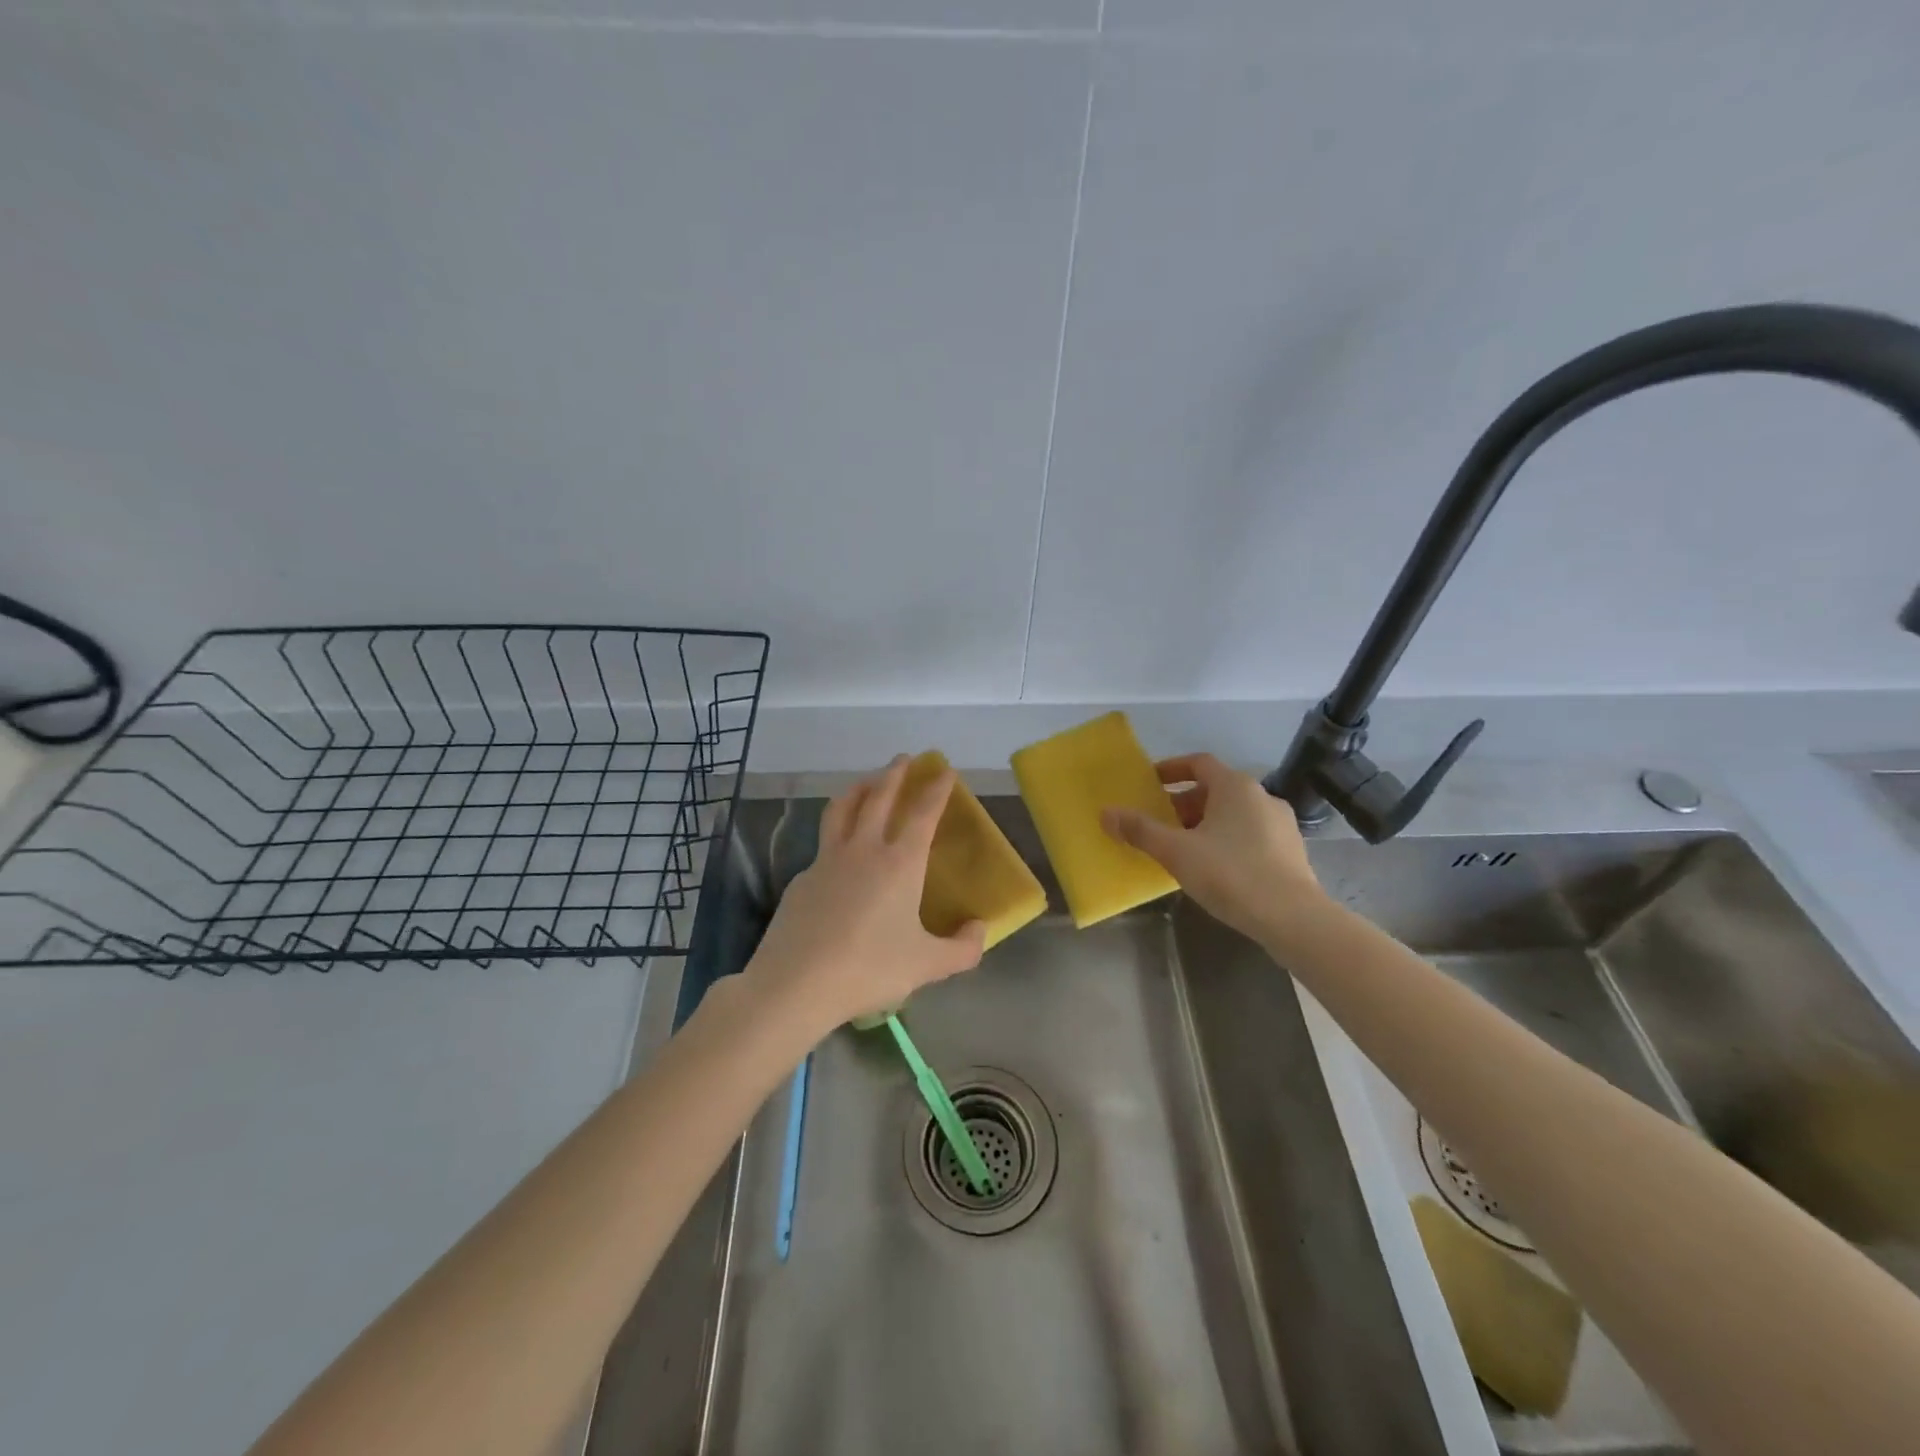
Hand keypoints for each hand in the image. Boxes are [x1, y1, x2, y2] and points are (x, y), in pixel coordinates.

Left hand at [744, 755, 986, 1037]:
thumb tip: (980, 929)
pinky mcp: (802, 878)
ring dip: (859, 788)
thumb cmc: (869, 969)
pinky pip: (823, 844)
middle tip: (904, 759)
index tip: (945, 770)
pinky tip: (839, 851)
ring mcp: (827, 860)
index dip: (937, 789)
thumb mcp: (927, 965)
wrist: (796, 983)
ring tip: (867, 782)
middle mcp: (864, 850)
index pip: (922, 814)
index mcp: (899, 863)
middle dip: (895, 774)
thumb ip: (962, 949)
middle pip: (879, 797)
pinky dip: (836, 833)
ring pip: (843, 809)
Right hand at [1102, 753, 1323, 944]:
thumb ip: (1140, 830)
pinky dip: (1228, 841)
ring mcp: (1281, 824)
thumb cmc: (1230, 874)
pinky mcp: (1292, 851)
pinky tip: (1215, 869)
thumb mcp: (1176, 852)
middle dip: (1184, 804)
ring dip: (1206, 824)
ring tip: (1183, 850)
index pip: (1199, 763)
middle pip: (1215, 790)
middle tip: (1160, 825)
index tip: (1150, 783)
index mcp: (1235, 787)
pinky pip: (1251, 835)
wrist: (1293, 919)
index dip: (1171, 769)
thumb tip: (1106, 813)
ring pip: (1234, 814)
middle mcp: (1262, 796)